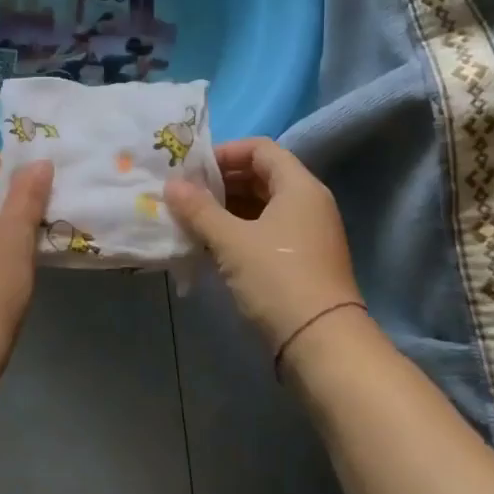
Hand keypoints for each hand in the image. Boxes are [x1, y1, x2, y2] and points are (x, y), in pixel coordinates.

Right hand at [164, 138, 365, 350]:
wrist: (322, 345)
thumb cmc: (277, 280)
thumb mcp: (231, 241)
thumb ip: (199, 209)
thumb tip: (171, 185)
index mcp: (299, 186)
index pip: (260, 148)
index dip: (225, 153)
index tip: (193, 170)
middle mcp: (308, 203)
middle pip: (261, 175)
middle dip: (221, 182)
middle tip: (186, 194)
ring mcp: (307, 233)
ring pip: (261, 205)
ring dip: (226, 208)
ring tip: (191, 219)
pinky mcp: (301, 260)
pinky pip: (266, 230)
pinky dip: (239, 230)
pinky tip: (210, 244)